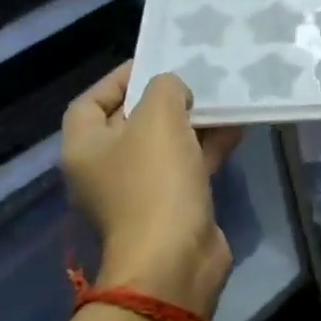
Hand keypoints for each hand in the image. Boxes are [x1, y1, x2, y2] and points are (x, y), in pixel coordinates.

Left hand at [61, 62, 242, 313]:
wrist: (174, 257)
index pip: (90, 102)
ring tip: (222, 99)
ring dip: (192, 123)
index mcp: (85, 147)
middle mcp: (105, 168)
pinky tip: (235, 129)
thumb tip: (173, 90)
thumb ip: (165, 89)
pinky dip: (208, 147)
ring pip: (165, 145)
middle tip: (195, 79)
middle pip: (131, 123)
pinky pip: (188, 166)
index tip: (155, 63)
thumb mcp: (159, 118)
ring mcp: (139, 190)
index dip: (119, 79)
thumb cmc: (155, 181)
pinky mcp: (171, 206)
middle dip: (163, 100)